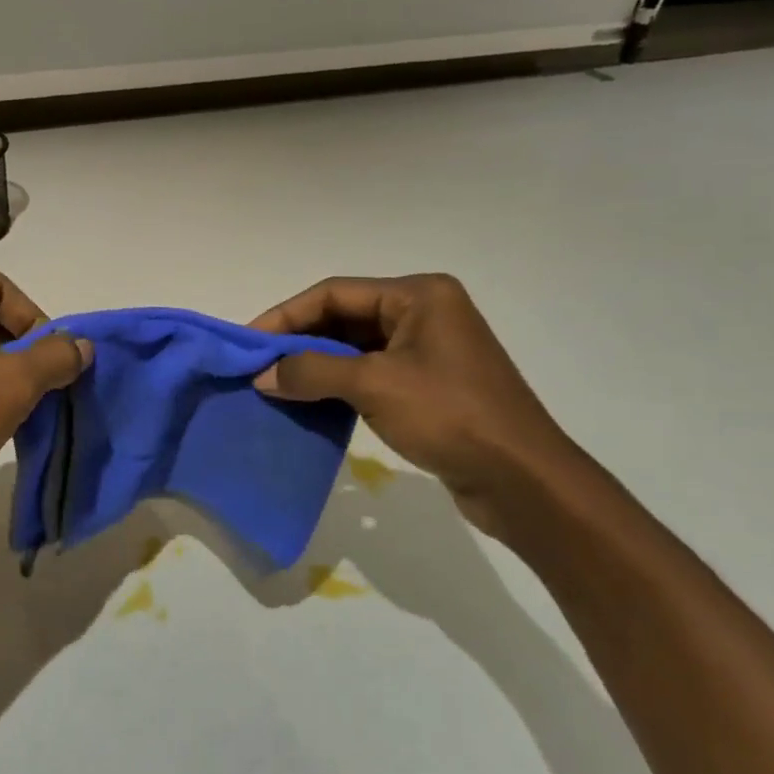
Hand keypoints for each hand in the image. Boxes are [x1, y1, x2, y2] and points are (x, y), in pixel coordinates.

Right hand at [251, 274, 581, 531]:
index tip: (250, 342)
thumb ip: (312, 371)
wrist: (523, 481)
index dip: (287, 315)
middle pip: (345, 317)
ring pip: (356, 347)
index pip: (335, 292)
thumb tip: (263, 376)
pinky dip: (338, 384)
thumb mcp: (374, 385)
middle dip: (299, 341)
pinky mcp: (429, 385)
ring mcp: (428, 350)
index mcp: (418, 295)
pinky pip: (371, 374)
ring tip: (276, 385)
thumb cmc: (451, 415)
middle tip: (258, 366)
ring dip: (316, 365)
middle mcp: (424, 313)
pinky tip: (311, 402)